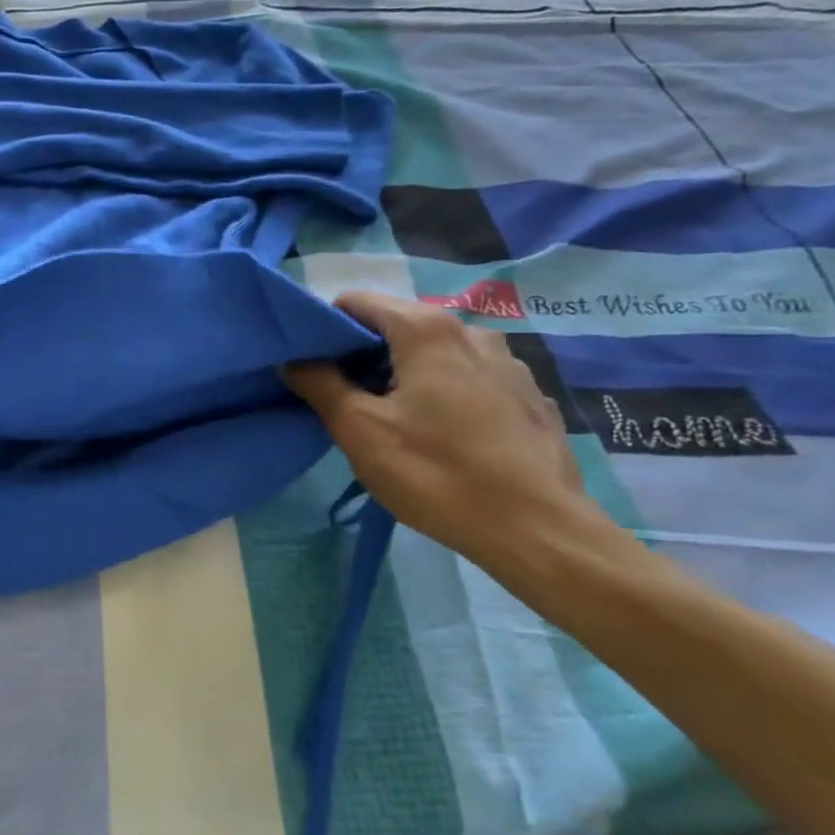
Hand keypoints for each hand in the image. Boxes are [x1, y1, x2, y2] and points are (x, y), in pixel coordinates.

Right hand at [284, 291, 607, 568]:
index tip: (315, 368)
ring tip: (396, 421)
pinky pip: (468, 378)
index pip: (356, 302)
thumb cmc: (436, 473)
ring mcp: (508, 362)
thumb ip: (319, 383)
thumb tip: (295, 359)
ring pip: (434, 353)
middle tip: (347, 400)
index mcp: (427, 329)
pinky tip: (444, 436)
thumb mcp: (359, 429)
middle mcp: (471, 331)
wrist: (539, 531)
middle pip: (396, 325)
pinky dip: (443, 392)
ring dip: (404, 374)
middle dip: (364, 355)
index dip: (327, 330)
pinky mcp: (528, 395)